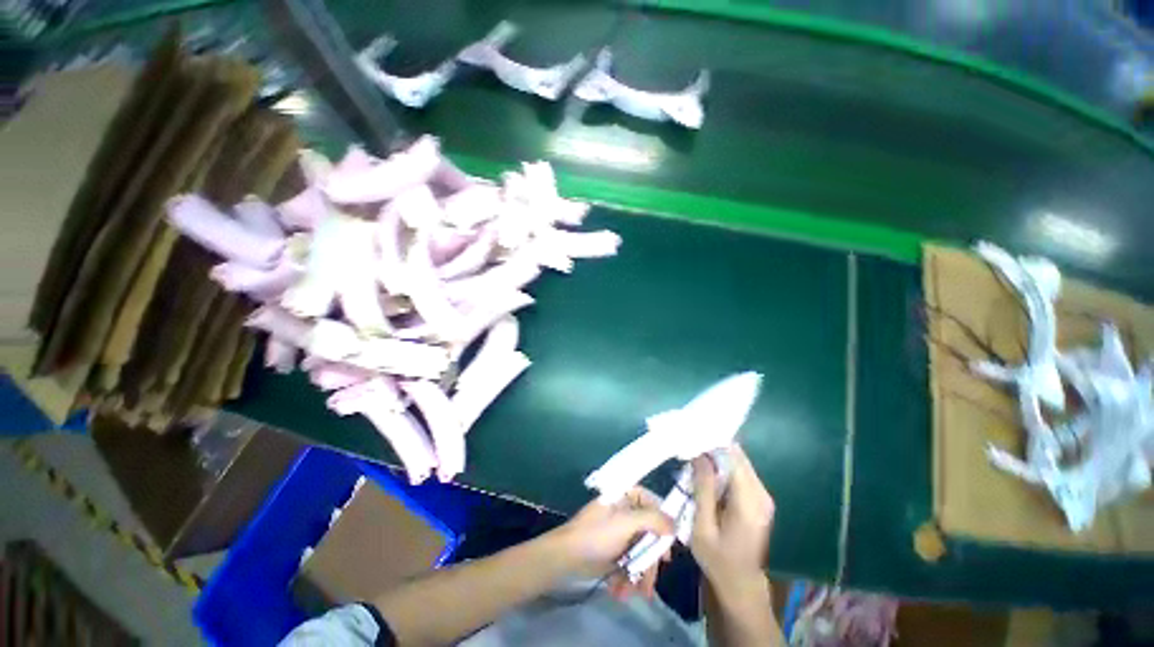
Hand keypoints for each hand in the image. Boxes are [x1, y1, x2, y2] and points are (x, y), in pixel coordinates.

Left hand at [550, 487, 674, 598]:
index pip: (650, 501)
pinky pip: (629, 562)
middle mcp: (623, 512)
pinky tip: (622, 591)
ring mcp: (619, 532)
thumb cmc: (596, 534)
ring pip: (640, 550)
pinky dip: (628, 577)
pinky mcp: (614, 551)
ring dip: (640, 574)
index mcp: (624, 497)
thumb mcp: (625, 523)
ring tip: (637, 593)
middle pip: (648, 531)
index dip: (662, 520)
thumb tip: (674, 523)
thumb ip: (652, 520)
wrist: (565, 557)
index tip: (669, 541)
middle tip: (653, 577)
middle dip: (650, 558)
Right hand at [690, 444, 774, 602]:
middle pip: (737, 456)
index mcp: (749, 502)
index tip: (691, 434)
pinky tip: (705, 470)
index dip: (713, 441)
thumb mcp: (702, 527)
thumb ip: (703, 489)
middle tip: (687, 443)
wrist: (741, 585)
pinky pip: (739, 472)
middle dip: (712, 446)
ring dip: (716, 456)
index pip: (734, 456)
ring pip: (737, 461)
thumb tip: (699, 454)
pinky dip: (722, 466)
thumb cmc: (718, 560)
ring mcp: (763, 496)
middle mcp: (761, 494)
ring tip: (692, 455)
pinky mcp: (759, 499)